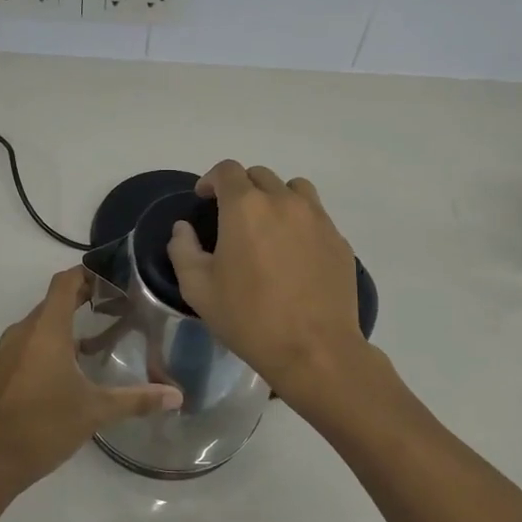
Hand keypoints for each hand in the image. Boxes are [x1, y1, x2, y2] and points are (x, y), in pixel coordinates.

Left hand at [0, 268, 180, 500]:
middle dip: (77, 305)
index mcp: (45, 330)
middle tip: (108, 313)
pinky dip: (37, 354)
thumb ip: (136, 400)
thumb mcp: (95, 412)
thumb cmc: (43, 427)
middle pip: (50, 306)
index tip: (108, 278)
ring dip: (57, 333)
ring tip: (85, 350)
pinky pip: (17, 352)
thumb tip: (177, 396)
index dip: (85, 274)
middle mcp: (19, 333)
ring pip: (32, 331)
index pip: (64, 283)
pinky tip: (52, 381)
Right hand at [167, 160, 369, 407]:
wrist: (315, 350)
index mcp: (245, 207)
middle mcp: (284, 201)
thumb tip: (183, 229)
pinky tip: (294, 253)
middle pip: (260, 176)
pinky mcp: (338, 240)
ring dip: (276, 198)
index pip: (227, 171)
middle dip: (242, 189)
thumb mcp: (198, 289)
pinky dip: (300, 222)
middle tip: (233, 218)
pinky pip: (316, 216)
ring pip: (294, 189)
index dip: (211, 180)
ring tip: (268, 227)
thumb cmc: (249, 318)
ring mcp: (317, 219)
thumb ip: (183, 250)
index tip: (204, 199)